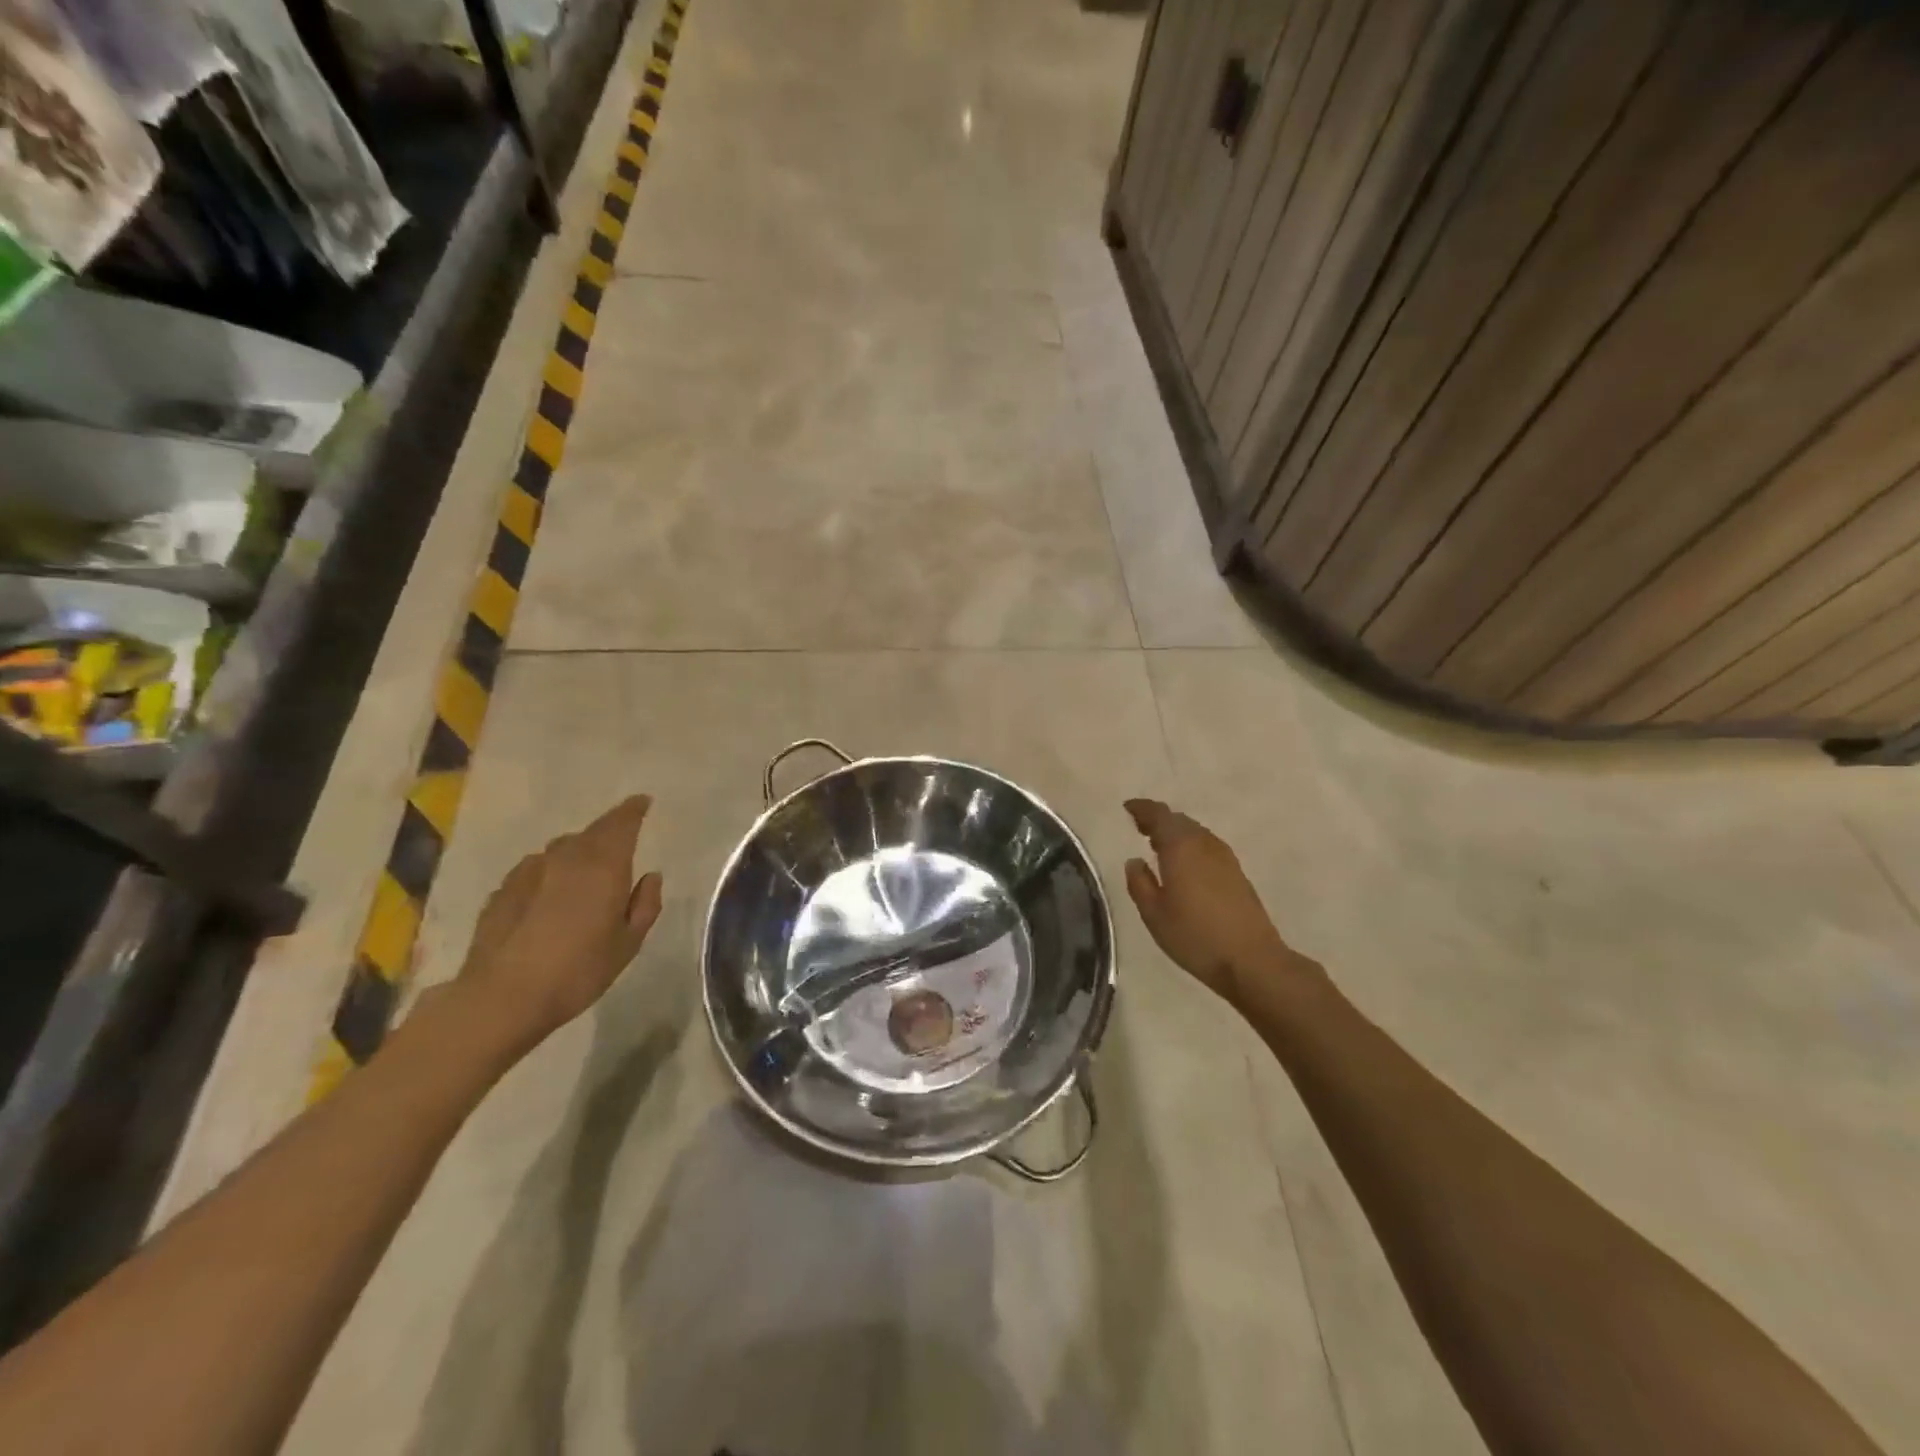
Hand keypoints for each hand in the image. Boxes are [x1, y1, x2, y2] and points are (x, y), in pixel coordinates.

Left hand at [453, 795, 663, 1049]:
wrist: (502, 998)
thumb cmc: (578, 971)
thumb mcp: (628, 944)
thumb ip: (644, 905)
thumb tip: (650, 877)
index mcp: (604, 865)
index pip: (621, 823)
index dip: (633, 810)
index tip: (643, 802)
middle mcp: (566, 857)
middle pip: (591, 832)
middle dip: (609, 830)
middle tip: (621, 840)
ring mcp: (529, 871)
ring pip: (561, 849)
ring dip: (578, 852)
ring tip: (585, 872)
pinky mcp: (502, 890)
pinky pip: (536, 869)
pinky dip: (550, 872)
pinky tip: (549, 896)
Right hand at [1124, 798, 1304, 1009]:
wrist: (1252, 961)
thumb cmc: (1195, 937)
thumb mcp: (1154, 914)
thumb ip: (1139, 883)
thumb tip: (1135, 861)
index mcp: (1181, 847)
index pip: (1160, 815)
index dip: (1142, 809)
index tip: (1128, 808)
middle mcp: (1204, 844)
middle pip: (1179, 821)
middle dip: (1158, 820)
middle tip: (1140, 827)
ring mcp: (1225, 858)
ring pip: (1196, 833)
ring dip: (1176, 833)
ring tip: (1158, 845)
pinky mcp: (1237, 873)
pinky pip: (1207, 846)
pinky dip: (1190, 846)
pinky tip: (1184, 864)